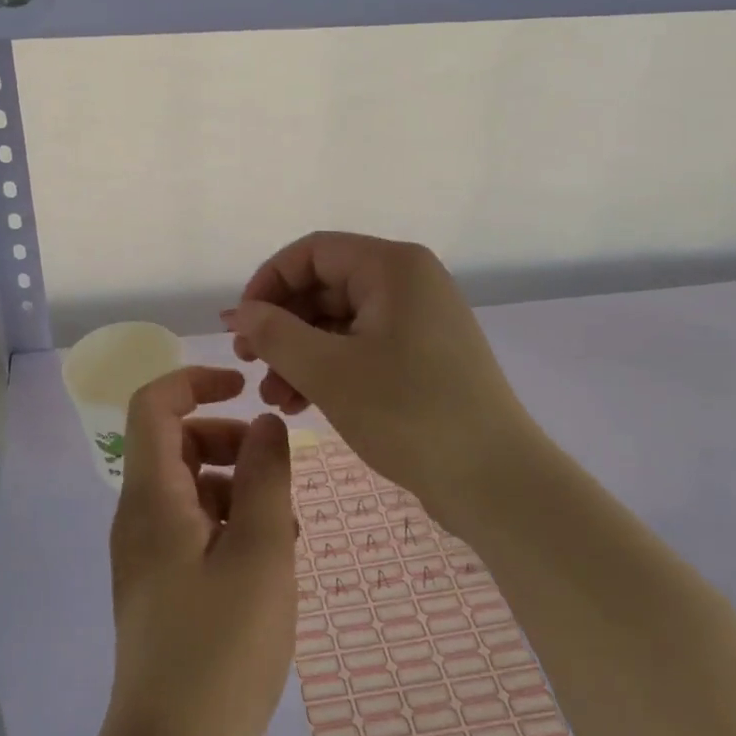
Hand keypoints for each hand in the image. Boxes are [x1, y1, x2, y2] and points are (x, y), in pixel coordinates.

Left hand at [103, 365, 296, 735]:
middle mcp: (139, 515)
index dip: (196, 380)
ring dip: (237, 487)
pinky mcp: (161, 587)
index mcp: (152, 496)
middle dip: (229, 441)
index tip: (243, 385)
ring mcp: (147, 554)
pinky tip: (270, 560)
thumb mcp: (260, 551)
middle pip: (177, 444)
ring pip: (191, 488)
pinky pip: (193, 528)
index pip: (154, 404)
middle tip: (278, 468)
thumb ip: (266, 476)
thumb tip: (266, 424)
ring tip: (286, 525)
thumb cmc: (222, 648)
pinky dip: (230, 524)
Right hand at [224, 232, 537, 530]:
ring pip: (339, 322)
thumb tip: (238, 313)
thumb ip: (274, 334)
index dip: (268, 282)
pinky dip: (327, 369)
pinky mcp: (422, 357)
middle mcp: (408, 283)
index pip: (312, 253)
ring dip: (299, 353)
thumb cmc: (409, 414)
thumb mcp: (328, 372)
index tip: (240, 325)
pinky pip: (361, 347)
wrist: (496, 483)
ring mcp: (418, 321)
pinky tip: (300, 403)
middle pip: (324, 286)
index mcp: (393, 267)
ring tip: (272, 396)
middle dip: (281, 325)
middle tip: (247, 363)